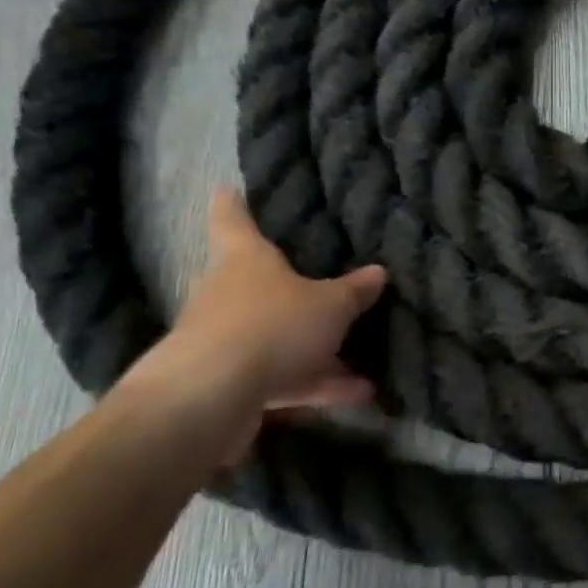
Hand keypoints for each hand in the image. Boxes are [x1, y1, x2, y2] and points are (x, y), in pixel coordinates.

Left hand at [119, 188, 387, 466]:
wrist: (208, 400)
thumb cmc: (271, 326)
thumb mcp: (330, 305)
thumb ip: (354, 291)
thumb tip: (378, 272)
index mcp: (245, 259)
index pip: (232, 219)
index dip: (232, 203)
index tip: (226, 188)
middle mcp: (228, 294)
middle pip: (255, 281)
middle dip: (287, 286)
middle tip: (322, 283)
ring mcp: (224, 341)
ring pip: (276, 336)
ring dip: (316, 348)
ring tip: (363, 359)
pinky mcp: (229, 384)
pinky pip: (282, 376)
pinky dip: (317, 383)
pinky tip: (360, 393)